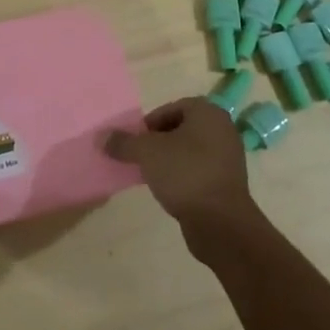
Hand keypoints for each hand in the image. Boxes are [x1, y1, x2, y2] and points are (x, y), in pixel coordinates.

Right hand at [106, 97, 259, 244]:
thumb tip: (101, 137)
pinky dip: (182, 176)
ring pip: (189, 151)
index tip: (136, 141)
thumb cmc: (185, 173)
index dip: (150, 123)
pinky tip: (168, 190)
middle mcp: (222, 129)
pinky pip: (198, 171)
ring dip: (169, 160)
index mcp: (207, 113)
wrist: (220, 222)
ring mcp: (228, 157)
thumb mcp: (147, 153)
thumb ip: (123, 143)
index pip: (171, 108)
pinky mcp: (227, 183)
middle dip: (158, 142)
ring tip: (151, 175)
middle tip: (140, 157)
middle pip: (180, 129)